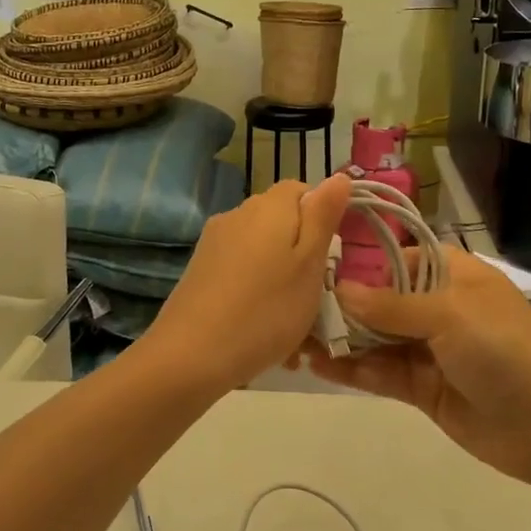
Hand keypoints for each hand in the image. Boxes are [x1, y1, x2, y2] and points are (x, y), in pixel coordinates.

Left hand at [142, 175, 351, 394]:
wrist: (191, 354)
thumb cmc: (266, 310)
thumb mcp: (309, 264)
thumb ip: (323, 217)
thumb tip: (339, 175)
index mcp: (269, 206)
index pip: (303, 190)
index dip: (322, 219)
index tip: (331, 258)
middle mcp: (238, 214)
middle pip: (281, 220)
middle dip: (301, 251)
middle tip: (316, 295)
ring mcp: (214, 242)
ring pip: (261, 249)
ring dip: (280, 276)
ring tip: (290, 322)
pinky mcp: (200, 269)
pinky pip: (240, 270)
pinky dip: (255, 290)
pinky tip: (260, 326)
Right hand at [302, 248, 530, 485]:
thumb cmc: (504, 349)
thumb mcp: (448, 315)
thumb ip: (390, 304)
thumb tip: (339, 290)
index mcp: (452, 276)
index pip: (397, 260)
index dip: (360, 264)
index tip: (316, 268)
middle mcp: (438, 308)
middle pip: (381, 301)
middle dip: (342, 306)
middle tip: (294, 307)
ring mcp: (430, 351)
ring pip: (377, 339)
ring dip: (342, 339)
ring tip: (296, 338)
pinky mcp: (423, 388)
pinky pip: (382, 373)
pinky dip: (353, 370)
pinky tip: (319, 365)